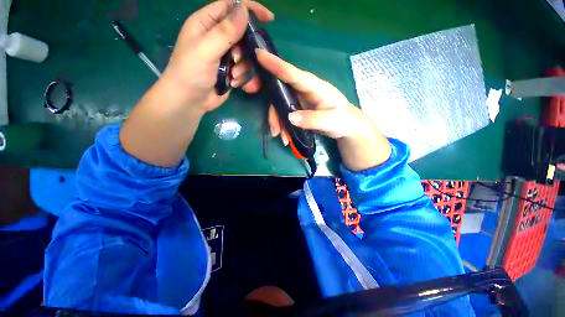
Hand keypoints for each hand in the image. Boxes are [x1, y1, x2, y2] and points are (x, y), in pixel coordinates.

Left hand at [162, 0, 271, 112]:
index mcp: (206, 23)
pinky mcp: (231, 70)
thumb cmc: (191, 72)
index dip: (249, 8)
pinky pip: (246, 70)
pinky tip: (234, 83)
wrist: (190, 101)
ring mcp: (225, 55)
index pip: (230, 6)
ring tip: (233, 76)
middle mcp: (217, 37)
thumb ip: (225, 31)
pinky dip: (243, 77)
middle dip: (245, 49)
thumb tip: (244, 10)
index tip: (268, 18)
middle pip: (243, 33)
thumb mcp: (206, 50)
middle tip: (236, 60)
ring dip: (244, 67)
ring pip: (246, 55)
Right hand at [256, 49, 391, 170]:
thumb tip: (290, 117)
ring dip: (275, 119)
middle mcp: (305, 91)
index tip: (258, 55)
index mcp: (315, 87)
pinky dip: (282, 126)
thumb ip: (312, 119)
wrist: (347, 128)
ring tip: (278, 136)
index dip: (276, 65)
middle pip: (281, 88)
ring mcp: (301, 101)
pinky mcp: (299, 110)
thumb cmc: (344, 120)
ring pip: (281, 105)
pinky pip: (285, 115)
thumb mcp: (331, 121)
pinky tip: (284, 138)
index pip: (293, 74)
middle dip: (267, 94)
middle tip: (248, 92)